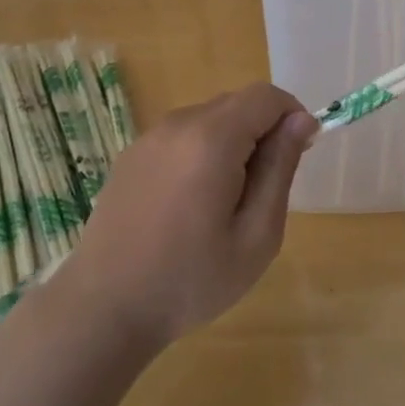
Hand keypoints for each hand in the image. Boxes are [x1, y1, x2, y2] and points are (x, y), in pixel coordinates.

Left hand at [64, 84, 317, 347]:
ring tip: (224, 204)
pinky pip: (181, 136)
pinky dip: (200, 153)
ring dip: (231, 143)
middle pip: (237, 104)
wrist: (103, 309)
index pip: (266, 96)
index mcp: (212, 138)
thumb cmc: (191, 280)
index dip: (292, 117)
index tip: (297, 157)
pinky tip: (189, 205)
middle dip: (262, 132)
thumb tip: (301, 120)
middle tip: (262, 191)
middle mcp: (179, 123)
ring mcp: (149, 137)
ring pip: (209, 118)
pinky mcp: (131, 155)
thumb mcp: (256, 235)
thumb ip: (280, 168)